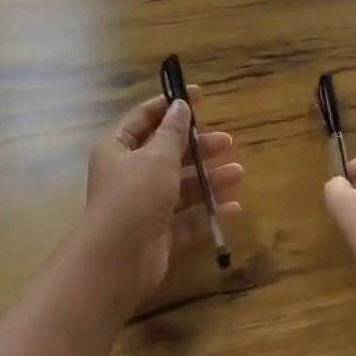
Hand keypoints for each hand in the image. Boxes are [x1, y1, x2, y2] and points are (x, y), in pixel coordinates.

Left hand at [83, 86, 242, 305]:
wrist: (118, 259)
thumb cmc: (135, 196)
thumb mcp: (157, 156)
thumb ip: (173, 131)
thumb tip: (180, 105)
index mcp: (118, 149)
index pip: (144, 118)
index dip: (170, 105)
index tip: (199, 95)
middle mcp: (129, 175)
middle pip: (167, 154)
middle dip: (197, 147)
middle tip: (227, 142)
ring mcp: (144, 206)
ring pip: (180, 186)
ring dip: (208, 178)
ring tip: (237, 174)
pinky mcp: (158, 234)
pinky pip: (187, 218)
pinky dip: (208, 210)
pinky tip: (233, 207)